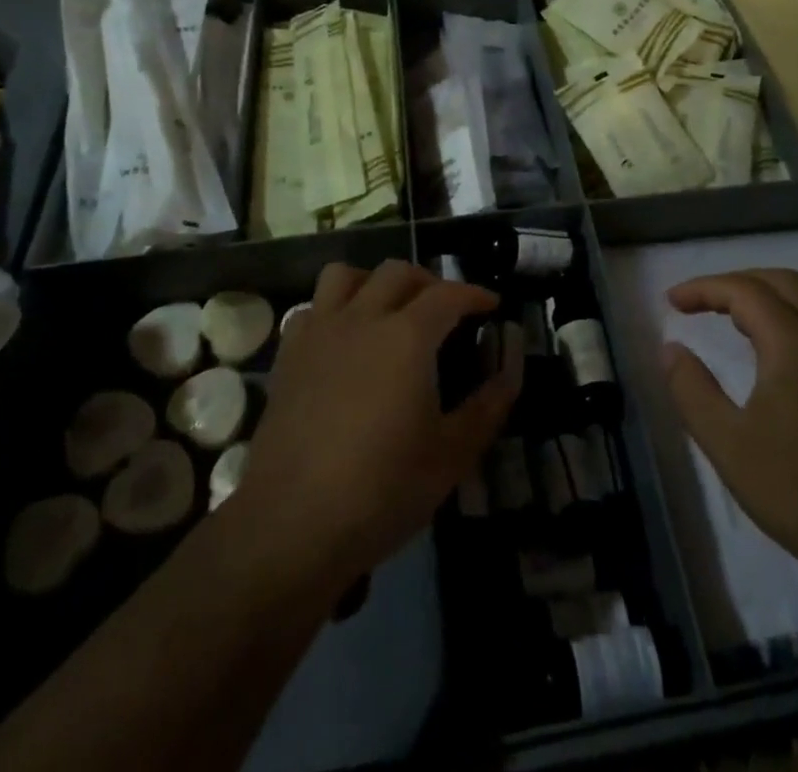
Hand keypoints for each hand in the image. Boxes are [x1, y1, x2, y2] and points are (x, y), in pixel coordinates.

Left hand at [231, 260, 520, 595]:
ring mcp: (319, 334)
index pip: (448, 295)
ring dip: (373, 282)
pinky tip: (342, 341)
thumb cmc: (381, 490)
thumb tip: (510, 372)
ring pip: (345, 276)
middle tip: (445, 310)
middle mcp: (362, 319)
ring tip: (388, 309)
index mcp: (407, 336)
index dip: (474, 294)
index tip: (491, 305)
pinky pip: (311, 309)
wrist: (291, 525)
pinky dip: (332, 310)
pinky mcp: (287, 357)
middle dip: (428, 282)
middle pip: (397, 272)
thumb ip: (487, 407)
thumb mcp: (452, 456)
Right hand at [662, 271, 797, 588]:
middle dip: (736, 282)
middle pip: (781, 282)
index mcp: (795, 343)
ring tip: (732, 317)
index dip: (704, 288)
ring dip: (767, 295)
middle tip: (700, 302)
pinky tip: (775, 351)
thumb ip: (692, 390)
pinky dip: (790, 315)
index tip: (671, 301)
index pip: (744, 291)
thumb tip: (670, 348)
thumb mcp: (728, 445)